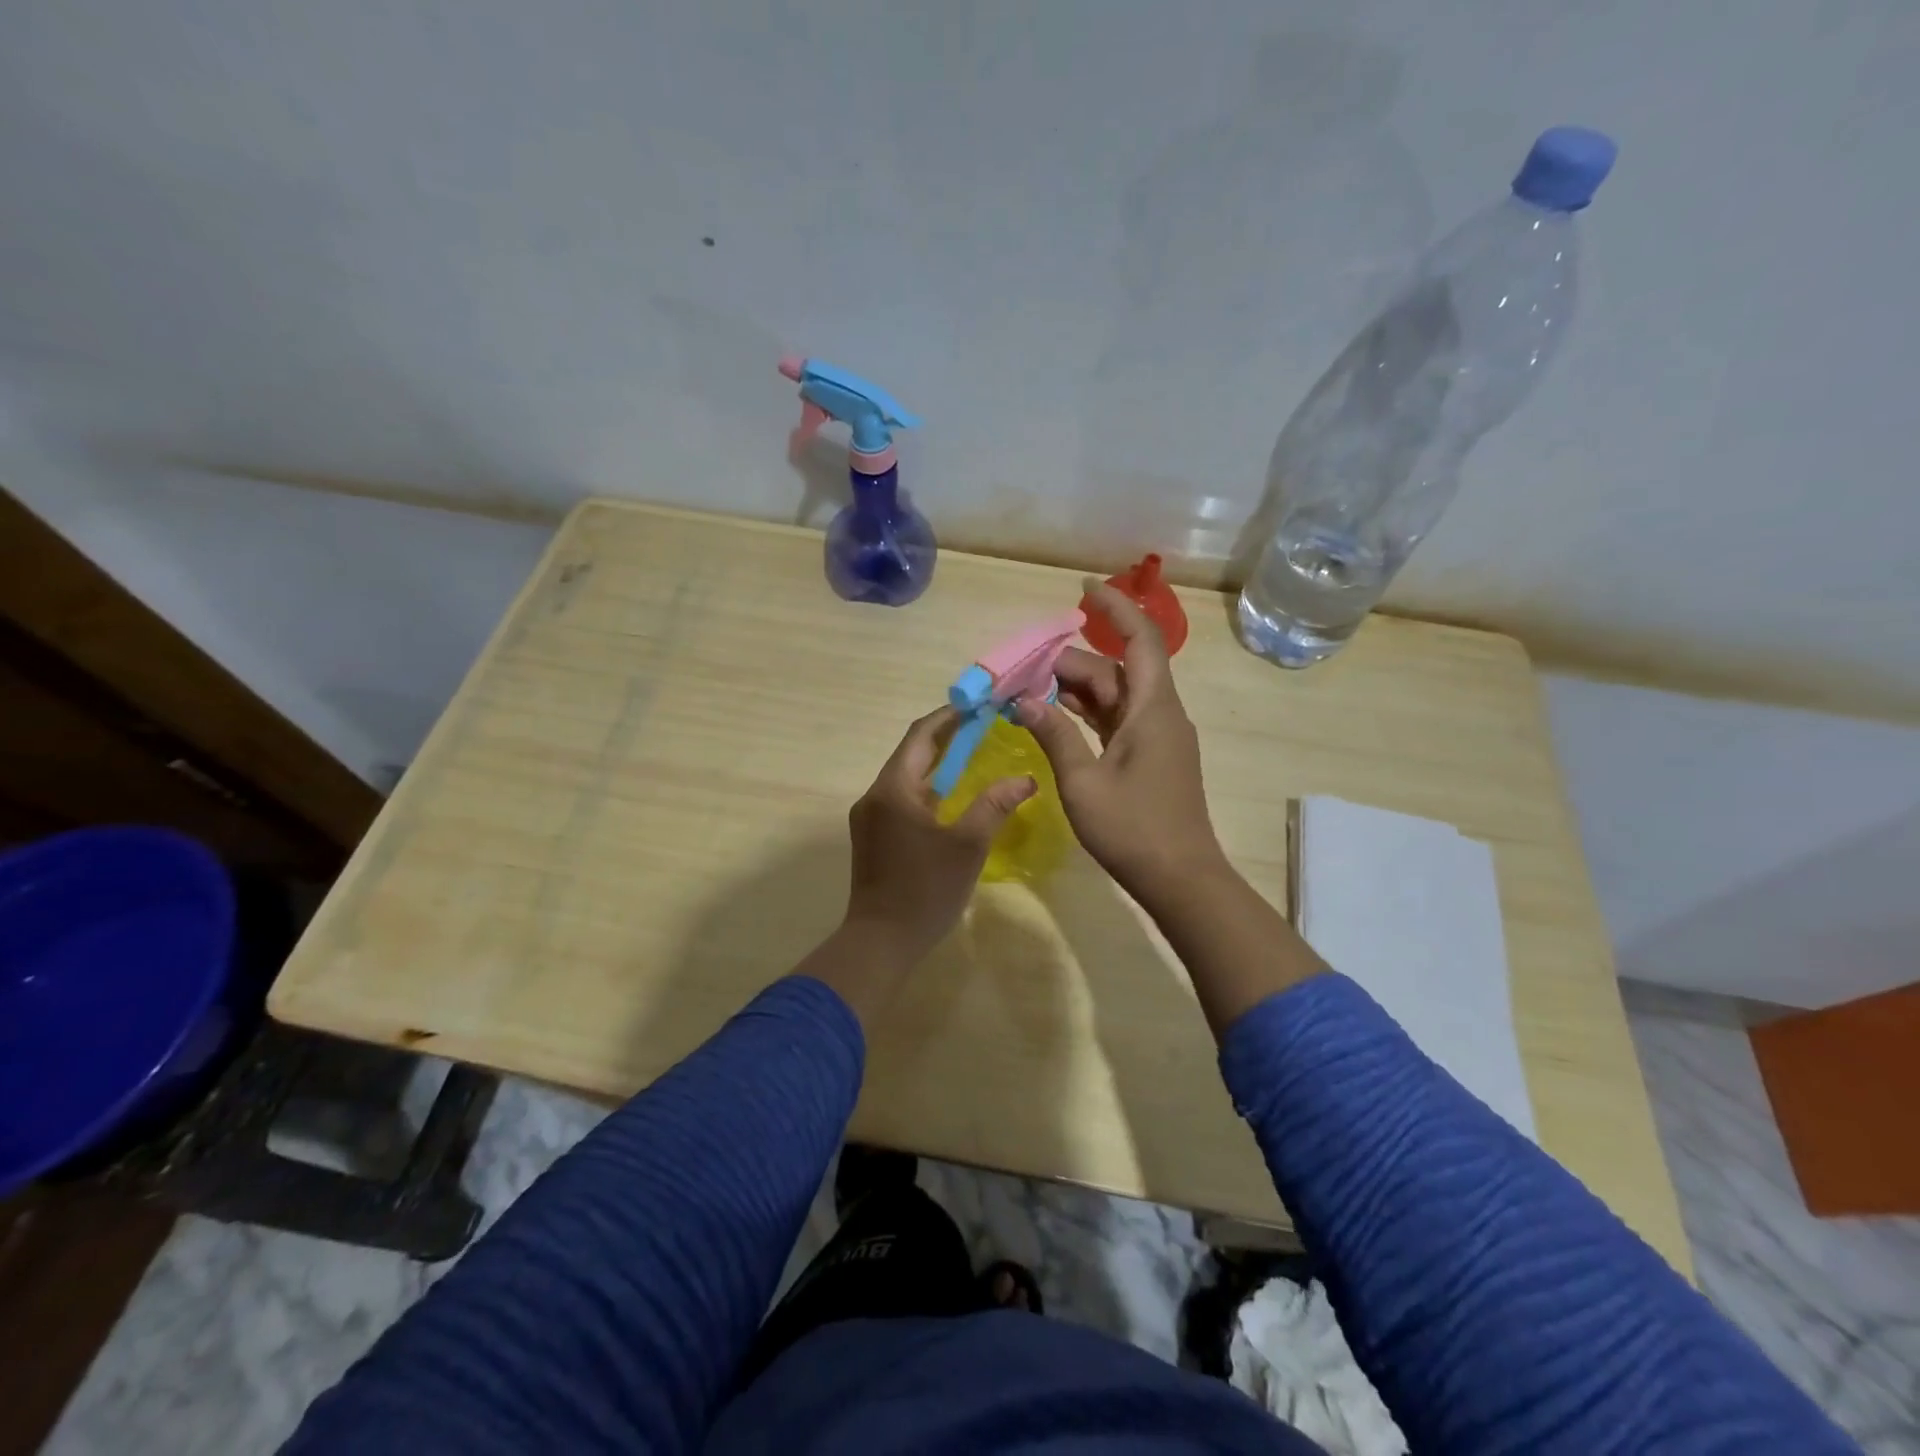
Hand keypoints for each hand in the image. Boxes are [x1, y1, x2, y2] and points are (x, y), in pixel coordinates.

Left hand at [842, 706, 1035, 965]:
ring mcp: (870, 817)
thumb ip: (994, 806)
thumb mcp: (967, 846)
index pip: (921, 735)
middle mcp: (875, 795)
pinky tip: (951, 797)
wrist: (881, 941)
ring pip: (906, 777)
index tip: (979, 706)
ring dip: (937, 764)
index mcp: (893, 788)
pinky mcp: (873, 836)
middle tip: (984, 728)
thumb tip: (1025, 779)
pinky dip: (927, 789)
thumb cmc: (925, 890)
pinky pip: (901, 798)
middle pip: (912, 753)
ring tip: (974, 756)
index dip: (950, 716)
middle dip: (946, 738)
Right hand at [1017, 579, 1225, 905]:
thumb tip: (1022, 701)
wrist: (1180, 879)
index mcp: (1153, 709)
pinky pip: (1117, 720)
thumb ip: (1054, 735)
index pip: (1140, 639)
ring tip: (1029, 693)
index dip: (1114, 609)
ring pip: (1116, 696)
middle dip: (1071, 664)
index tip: (1083, 590)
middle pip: (1117, 670)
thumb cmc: (1133, 829)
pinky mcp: (1151, 757)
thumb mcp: (1082, 782)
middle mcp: (1160, 713)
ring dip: (1077, 690)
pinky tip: (1055, 717)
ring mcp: (1157, 736)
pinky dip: (1088, 713)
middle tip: (1023, 673)